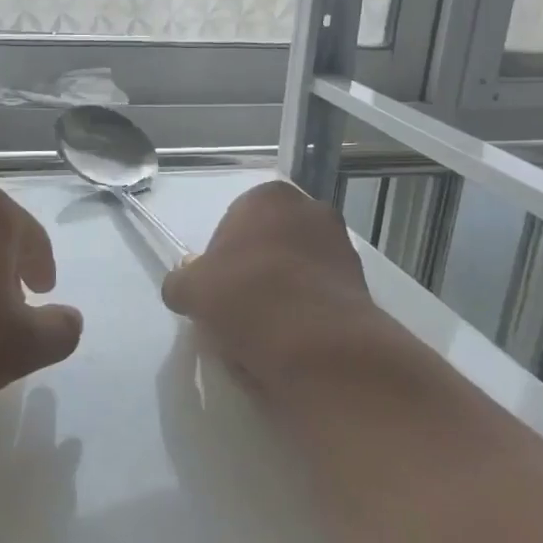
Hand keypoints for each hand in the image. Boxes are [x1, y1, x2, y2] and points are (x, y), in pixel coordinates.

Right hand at [161, 179, 381, 394]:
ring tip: (263, 333)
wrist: (317, 345)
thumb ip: (181, 280)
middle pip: (268, 243)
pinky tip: (291, 341)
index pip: (234, 222)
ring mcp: (341, 245)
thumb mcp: (190, 290)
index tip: (215, 290)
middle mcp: (311, 209)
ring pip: (295, 270)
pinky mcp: (361, 282)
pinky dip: (305, 312)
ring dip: (281, 293)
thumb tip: (185, 282)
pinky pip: (318, 295)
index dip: (220, 258)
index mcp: (269, 197)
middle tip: (236, 310)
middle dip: (253, 272)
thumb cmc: (247, 298)